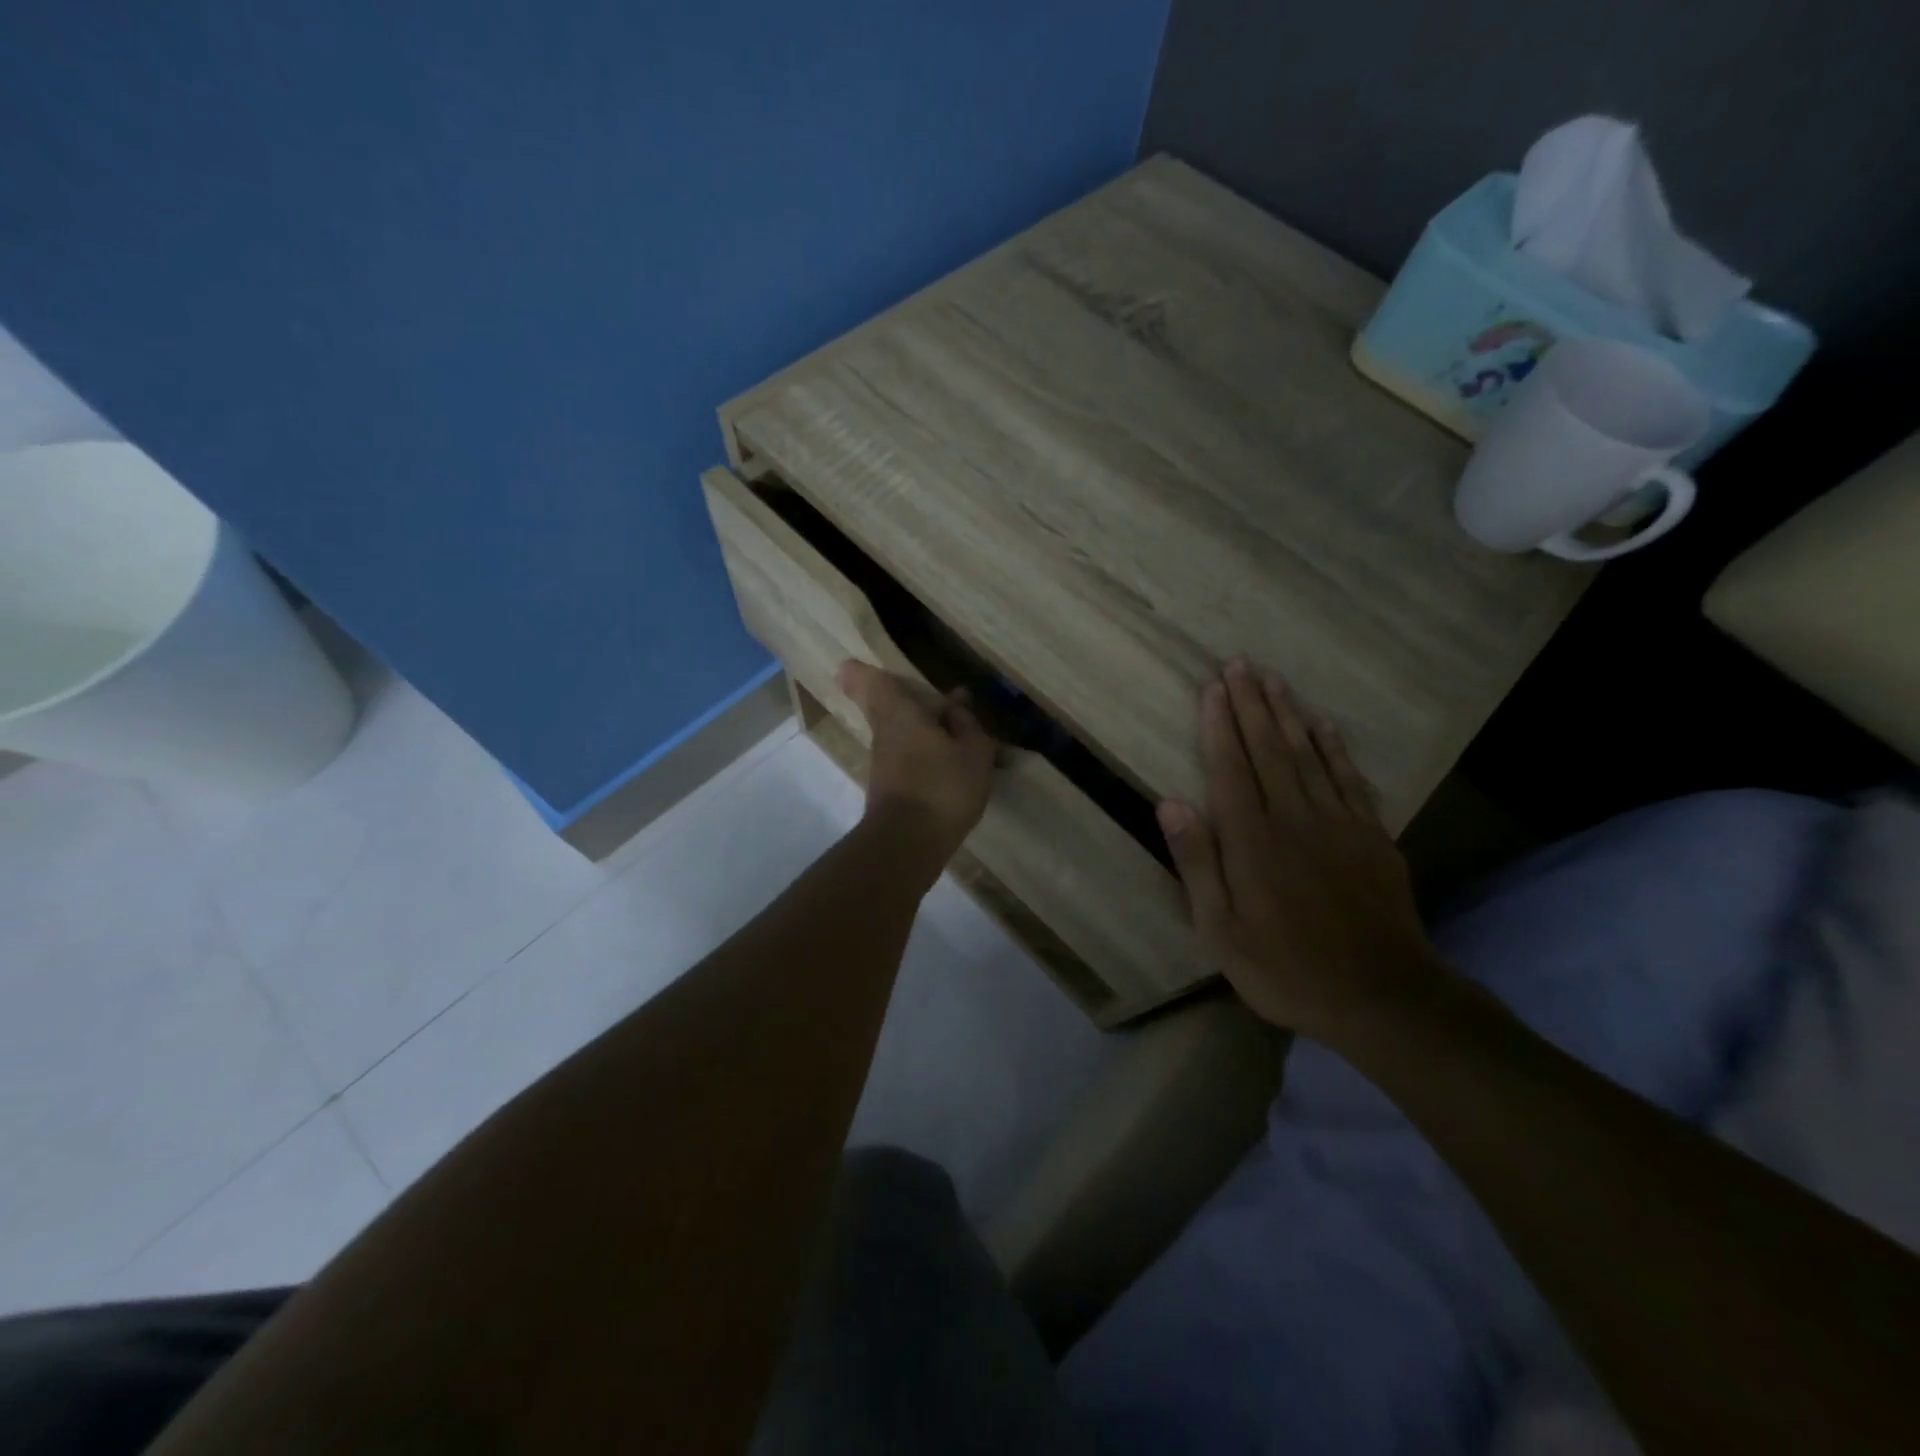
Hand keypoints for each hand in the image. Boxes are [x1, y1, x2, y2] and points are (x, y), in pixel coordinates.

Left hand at [835, 661, 995, 866]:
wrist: (908, 844)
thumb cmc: (942, 786)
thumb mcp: (974, 752)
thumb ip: (967, 725)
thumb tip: (956, 707)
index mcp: (900, 713)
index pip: (872, 683)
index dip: (862, 672)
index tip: (853, 665)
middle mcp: (885, 734)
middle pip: (888, 709)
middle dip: (913, 705)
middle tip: (950, 708)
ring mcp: (885, 764)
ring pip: (903, 736)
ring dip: (928, 734)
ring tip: (968, 742)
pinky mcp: (891, 790)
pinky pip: (910, 761)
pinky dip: (930, 759)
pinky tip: (957, 770)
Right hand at [1156, 658, 1443, 1041]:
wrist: (1381, 996)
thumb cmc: (1285, 968)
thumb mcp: (1221, 930)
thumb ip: (1198, 862)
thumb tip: (1170, 802)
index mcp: (1252, 840)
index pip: (1230, 767)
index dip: (1219, 724)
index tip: (1212, 687)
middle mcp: (1294, 818)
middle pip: (1268, 749)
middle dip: (1251, 703)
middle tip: (1239, 663)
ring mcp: (1339, 823)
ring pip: (1308, 754)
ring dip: (1288, 713)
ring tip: (1274, 678)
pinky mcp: (1372, 836)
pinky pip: (1350, 778)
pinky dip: (1334, 747)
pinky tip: (1323, 724)